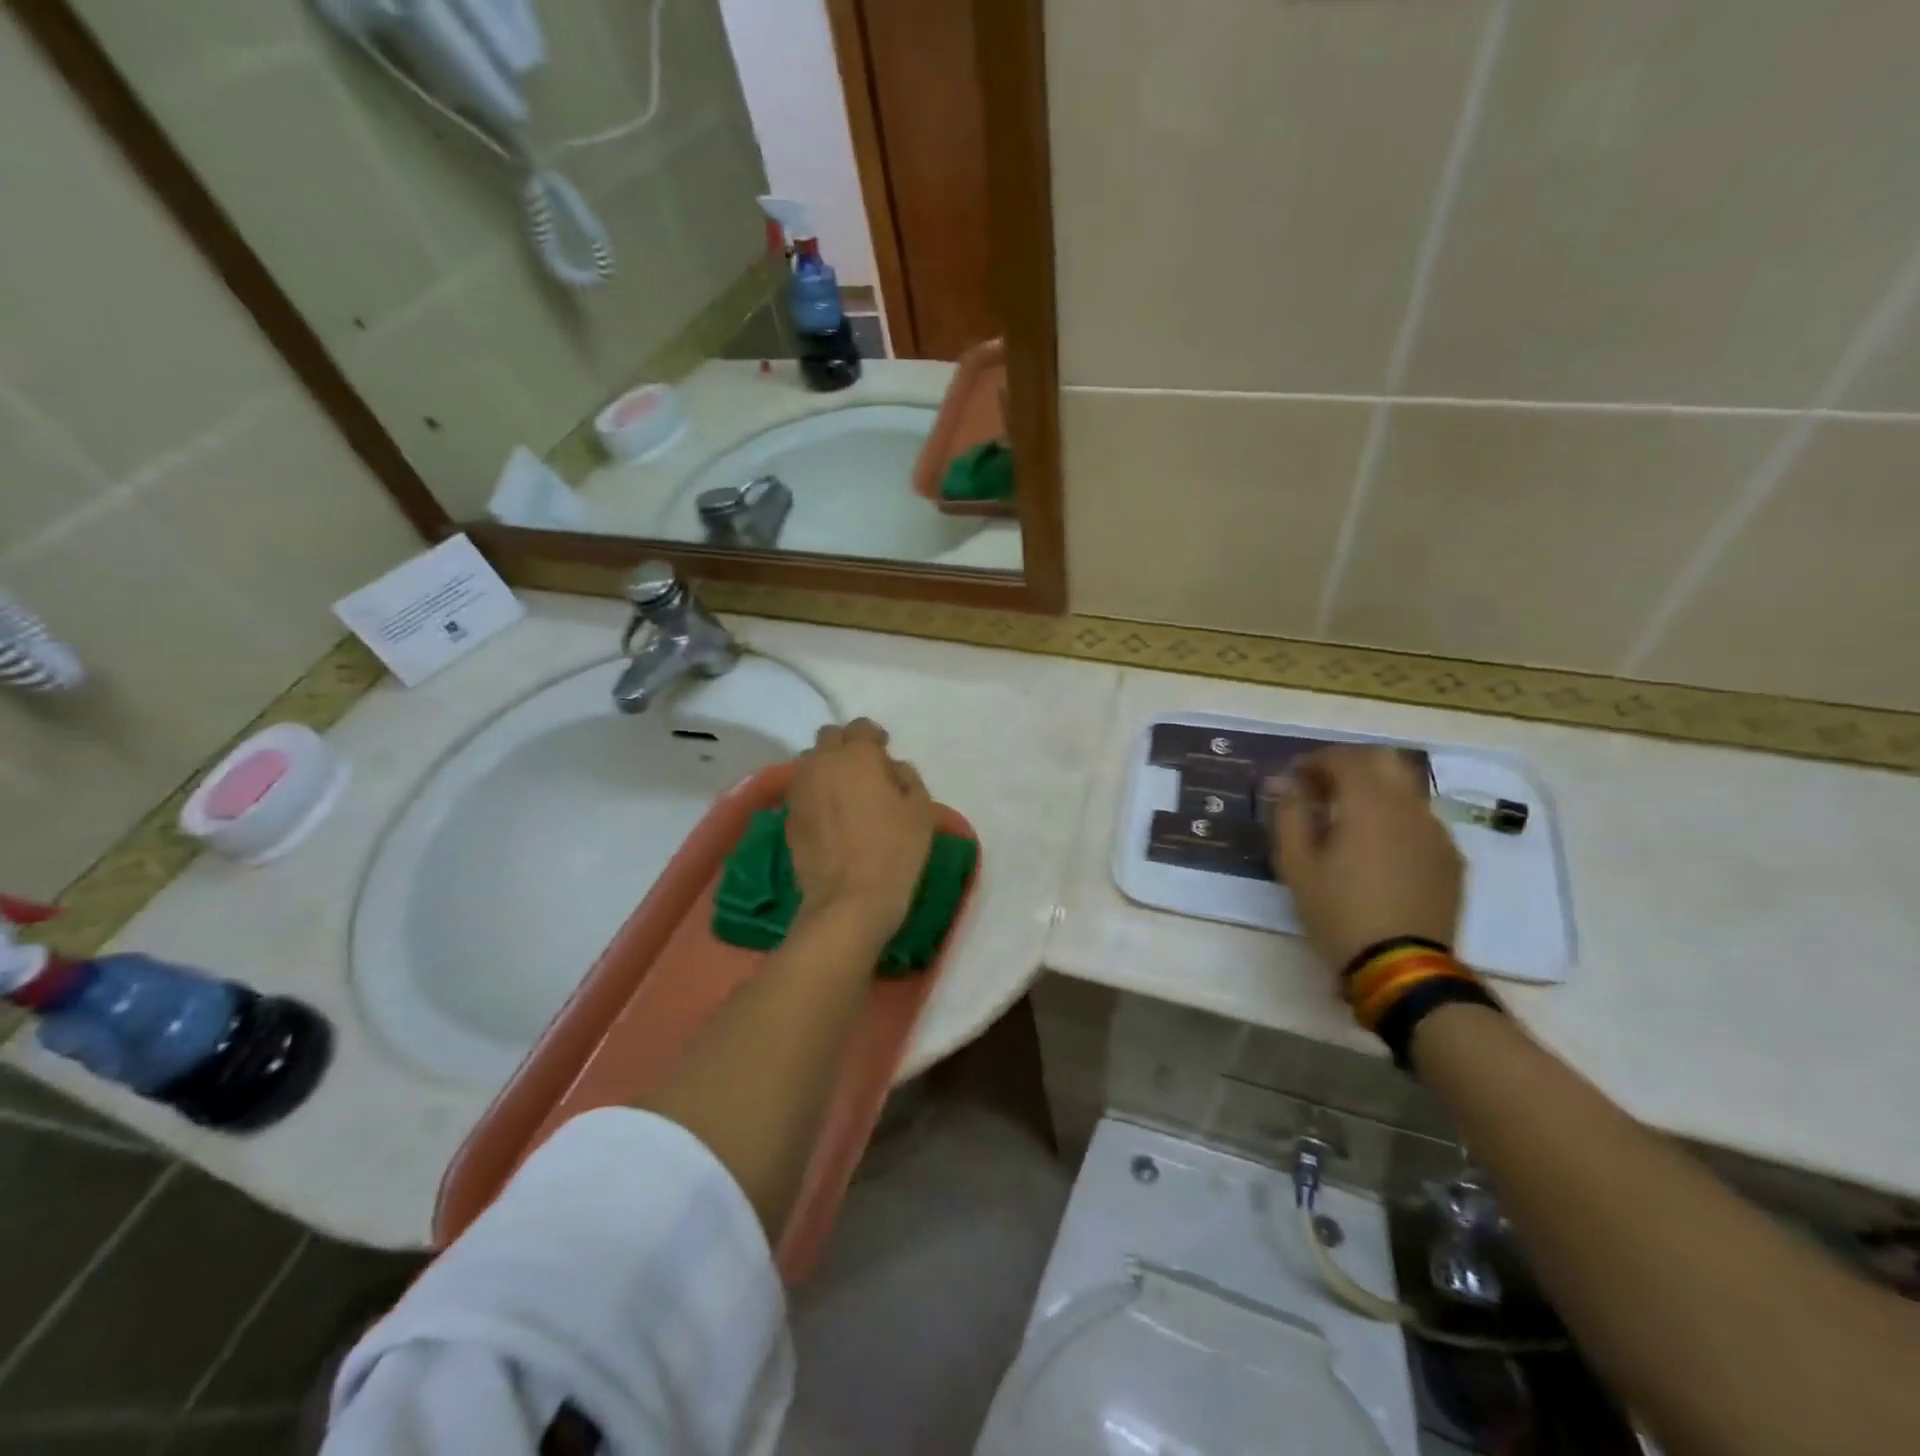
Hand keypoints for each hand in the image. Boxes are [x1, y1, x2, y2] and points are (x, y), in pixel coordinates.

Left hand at [787, 718, 935, 935]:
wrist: (848, 900)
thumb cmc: (894, 850)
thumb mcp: (920, 810)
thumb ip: (907, 778)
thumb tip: (892, 769)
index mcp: (857, 755)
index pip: (861, 727)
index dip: (874, 736)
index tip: (885, 751)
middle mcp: (822, 763)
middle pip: (829, 737)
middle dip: (846, 745)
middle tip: (864, 769)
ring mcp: (800, 790)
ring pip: (810, 762)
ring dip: (826, 766)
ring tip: (843, 790)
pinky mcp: (788, 816)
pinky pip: (802, 790)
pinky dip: (815, 792)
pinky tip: (830, 815)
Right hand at [1270, 745, 1463, 972]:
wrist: (1401, 966)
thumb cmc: (1337, 911)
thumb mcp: (1296, 864)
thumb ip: (1289, 814)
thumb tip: (1284, 782)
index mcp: (1369, 804)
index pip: (1344, 757)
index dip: (1315, 759)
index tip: (1293, 775)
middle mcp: (1409, 807)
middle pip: (1384, 759)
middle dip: (1349, 763)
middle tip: (1322, 784)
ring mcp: (1436, 832)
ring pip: (1406, 787)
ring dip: (1375, 788)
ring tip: (1347, 815)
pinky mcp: (1450, 858)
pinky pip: (1421, 819)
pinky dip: (1395, 815)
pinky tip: (1377, 845)